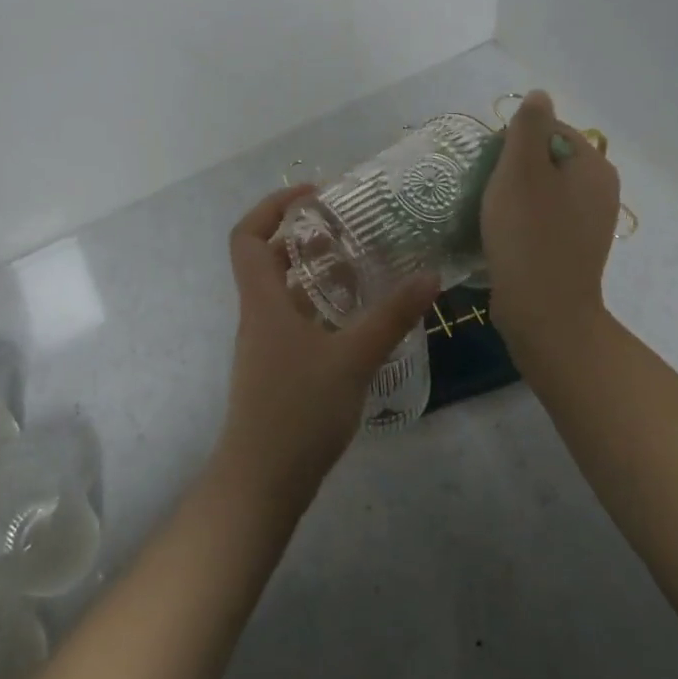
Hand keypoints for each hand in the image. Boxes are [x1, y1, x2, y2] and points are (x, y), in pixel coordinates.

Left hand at [219, 186, 440, 502]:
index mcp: (263, 302)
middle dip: (303, 238)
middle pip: (268, 260)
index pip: (247, 236)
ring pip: (285, 294)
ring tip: (362, 267)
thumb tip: (430, 277)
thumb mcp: (353, 359)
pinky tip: (358, 320)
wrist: (262, 482)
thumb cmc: (299, 411)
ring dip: (316, 276)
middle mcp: (258, 316)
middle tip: (348, 229)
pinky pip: (296, 323)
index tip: (313, 196)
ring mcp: (266, 346)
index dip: (272, 207)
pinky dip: (322, 310)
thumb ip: (391, 317)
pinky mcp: (278, 371)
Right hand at [480, 90, 621, 365]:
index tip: (491, 167)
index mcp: (593, 165)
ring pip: (543, 191)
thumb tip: (540, 95)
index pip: (550, 129)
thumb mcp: (520, 170)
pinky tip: (503, 235)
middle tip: (486, 190)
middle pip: (547, 159)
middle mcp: (600, 190)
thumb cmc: (528, 235)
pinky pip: (545, 219)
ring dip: (514, 195)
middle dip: (513, 169)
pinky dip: (523, 221)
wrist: (544, 312)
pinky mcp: (574, 249)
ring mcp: (590, 223)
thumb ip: (528, 126)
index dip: (514, 141)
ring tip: (489, 212)